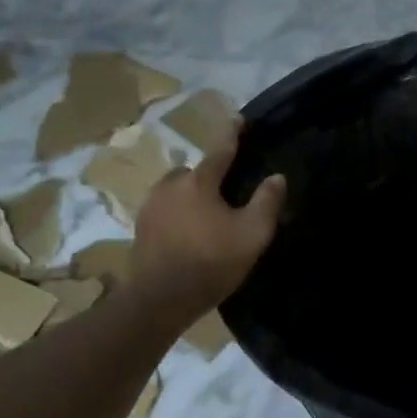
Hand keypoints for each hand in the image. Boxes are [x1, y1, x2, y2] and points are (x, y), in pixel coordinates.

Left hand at [132, 120, 284, 321]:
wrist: (160, 299)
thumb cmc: (211, 262)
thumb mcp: (252, 234)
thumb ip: (267, 202)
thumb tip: (277, 177)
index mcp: (199, 181)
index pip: (220, 149)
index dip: (232, 133)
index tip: (239, 118)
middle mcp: (170, 185)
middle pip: (194, 171)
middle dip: (209, 177)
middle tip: (226, 195)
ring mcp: (150, 206)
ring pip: (176, 190)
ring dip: (191, 196)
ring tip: (207, 218)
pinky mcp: (140, 228)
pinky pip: (165, 210)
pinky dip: (178, 215)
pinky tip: (188, 234)